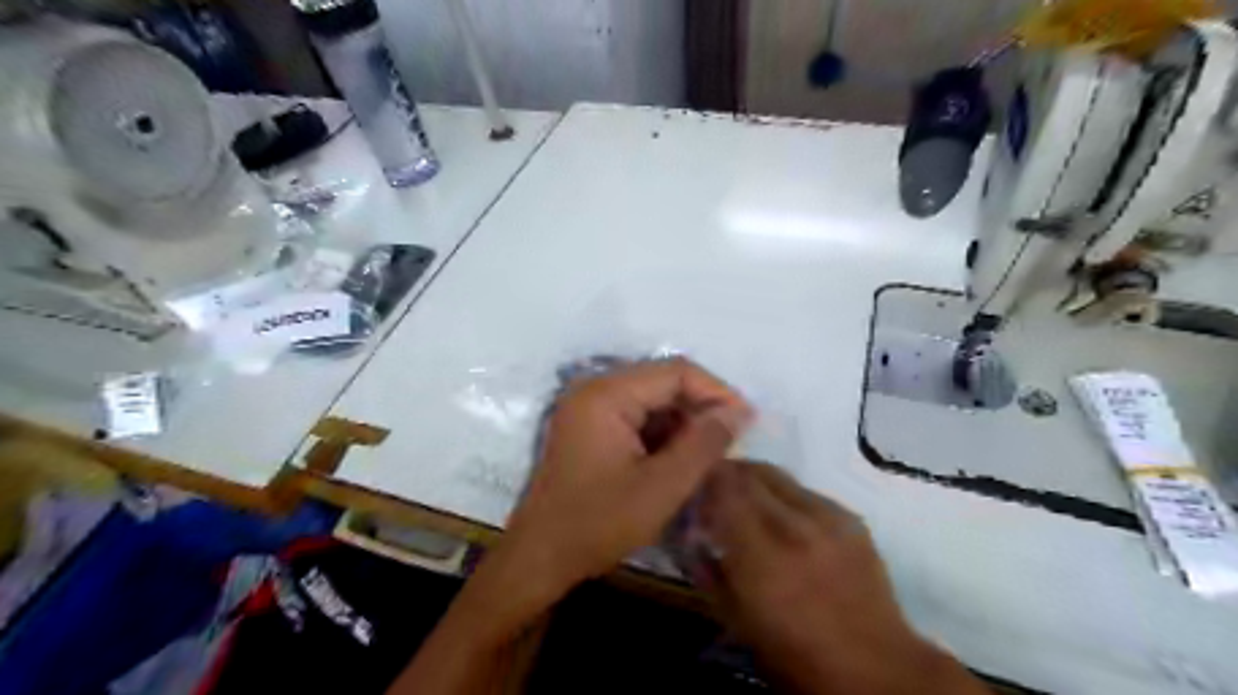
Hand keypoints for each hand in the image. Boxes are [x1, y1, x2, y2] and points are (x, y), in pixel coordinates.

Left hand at [496, 354, 747, 599]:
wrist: (540, 557)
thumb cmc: (598, 523)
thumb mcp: (662, 487)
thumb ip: (704, 444)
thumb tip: (738, 411)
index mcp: (606, 394)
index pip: (675, 372)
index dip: (716, 392)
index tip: (746, 422)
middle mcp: (595, 389)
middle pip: (662, 382)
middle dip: (700, 409)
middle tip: (730, 442)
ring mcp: (589, 407)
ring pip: (652, 400)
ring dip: (682, 423)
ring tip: (707, 456)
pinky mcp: (589, 426)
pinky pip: (636, 416)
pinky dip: (662, 434)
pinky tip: (678, 461)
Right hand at [707, 461, 987, 693]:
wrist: (875, 669)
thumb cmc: (796, 654)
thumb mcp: (737, 620)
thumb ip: (708, 571)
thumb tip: (691, 539)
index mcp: (761, 554)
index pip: (724, 488)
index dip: (704, 479)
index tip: (693, 488)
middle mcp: (794, 524)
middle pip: (751, 472)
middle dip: (726, 474)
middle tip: (715, 490)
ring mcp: (827, 517)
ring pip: (779, 475)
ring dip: (755, 481)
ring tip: (747, 501)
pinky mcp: (850, 519)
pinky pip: (806, 491)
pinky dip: (785, 496)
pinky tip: (785, 519)